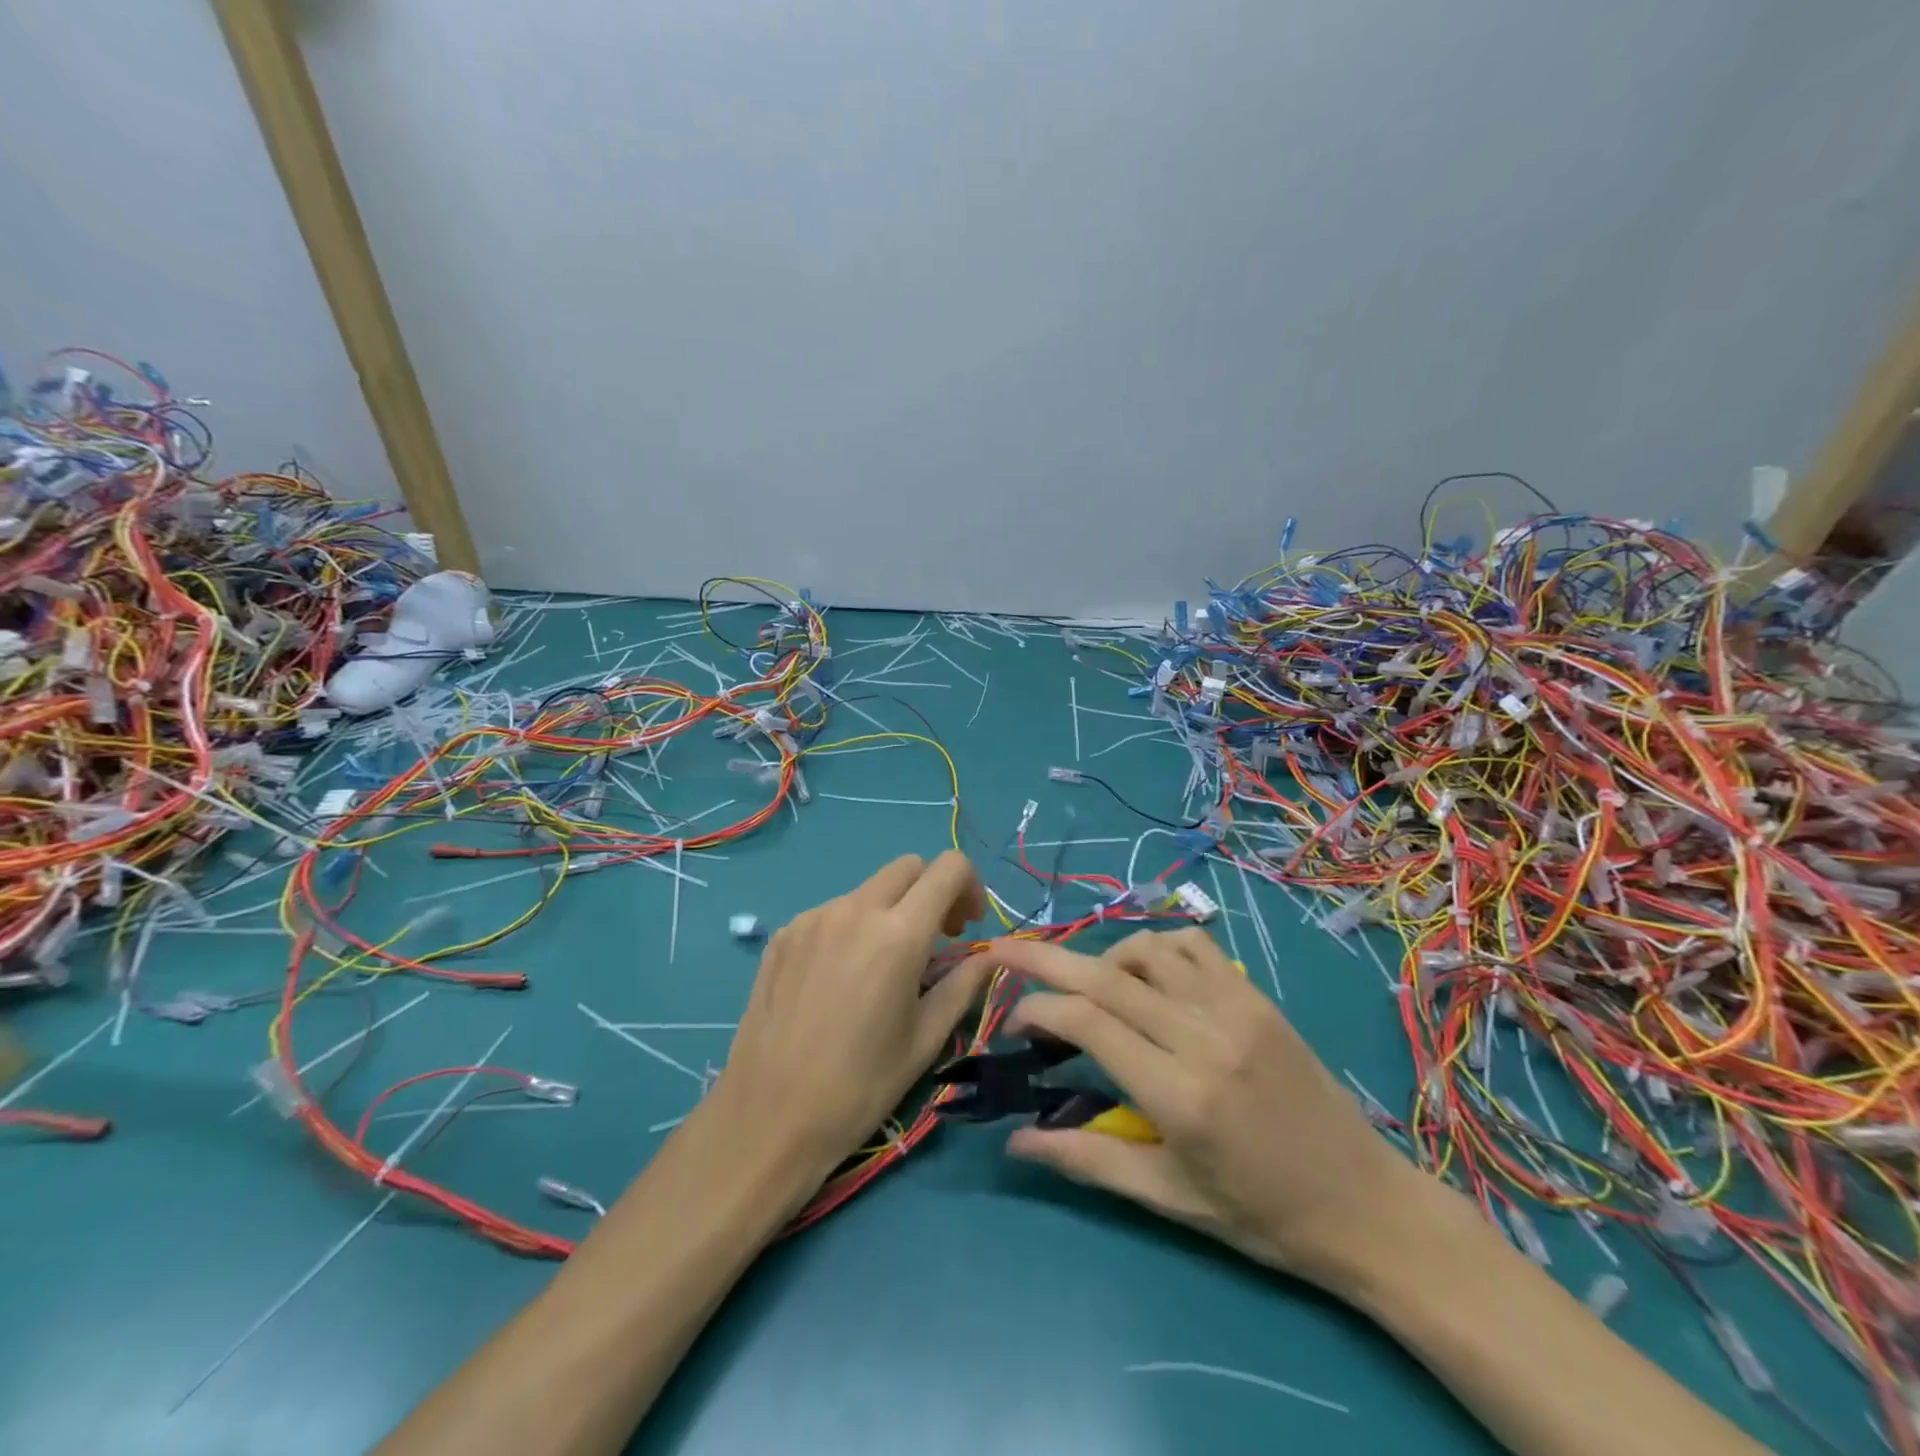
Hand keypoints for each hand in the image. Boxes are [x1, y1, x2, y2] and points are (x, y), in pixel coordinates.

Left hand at [708, 851, 989, 1179]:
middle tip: (934, 941)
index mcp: (898, 934)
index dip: (969, 886)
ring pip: (868, 890)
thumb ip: (963, 984)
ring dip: (890, 911)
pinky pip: (832, 912)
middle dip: (931, 892)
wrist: (767, 1117)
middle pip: (908, 867)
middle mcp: (854, 909)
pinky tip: (840, 979)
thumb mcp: (926, 1039)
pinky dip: (852, 928)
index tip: (966, 929)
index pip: (948, 867)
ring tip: (882, 967)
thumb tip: (988, 956)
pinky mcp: (783, 934)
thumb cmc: (859, 1086)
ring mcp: (812, 918)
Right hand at [959, 928, 1423, 1291]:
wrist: (1366, 1204)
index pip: (1089, 1023)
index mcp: (1180, 1095)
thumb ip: (1087, 1160)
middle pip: (1107, 976)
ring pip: (1148, 950)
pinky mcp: (1256, 996)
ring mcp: (1235, 1007)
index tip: (1014, 1020)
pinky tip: (1145, 974)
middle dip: (1046, 958)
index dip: (1039, 1010)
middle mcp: (1204, 1036)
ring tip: (1086, 984)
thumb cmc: (1262, 1215)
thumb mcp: (1169, 1198)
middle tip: (1005, 948)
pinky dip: (1156, 947)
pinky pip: (1194, 945)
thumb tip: (1015, 1141)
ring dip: (1103, 956)